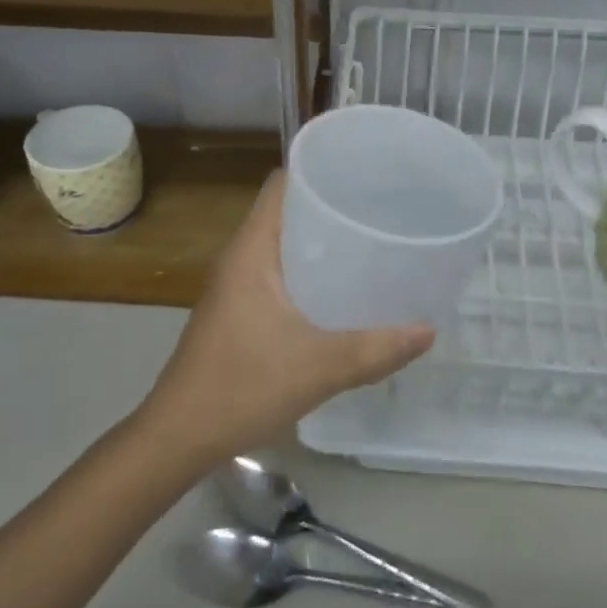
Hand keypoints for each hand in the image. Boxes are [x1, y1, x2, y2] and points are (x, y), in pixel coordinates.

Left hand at [135, 172, 434, 470]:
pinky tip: (341, 292)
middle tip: (381, 210)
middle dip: (330, 206)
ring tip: (370, 244)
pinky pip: (278, 274)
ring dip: (320, 242)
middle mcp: (241, 258)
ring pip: (283, 245)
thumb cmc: (242, 387)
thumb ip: (376, 349)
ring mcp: (236, 286)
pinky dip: (309, 272)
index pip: (281, 185)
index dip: (318, 171)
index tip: (364, 174)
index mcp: (252, 251)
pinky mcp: (238, 311)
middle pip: (286, 211)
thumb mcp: (319, 367)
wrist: (178, 436)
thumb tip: (428, 331)